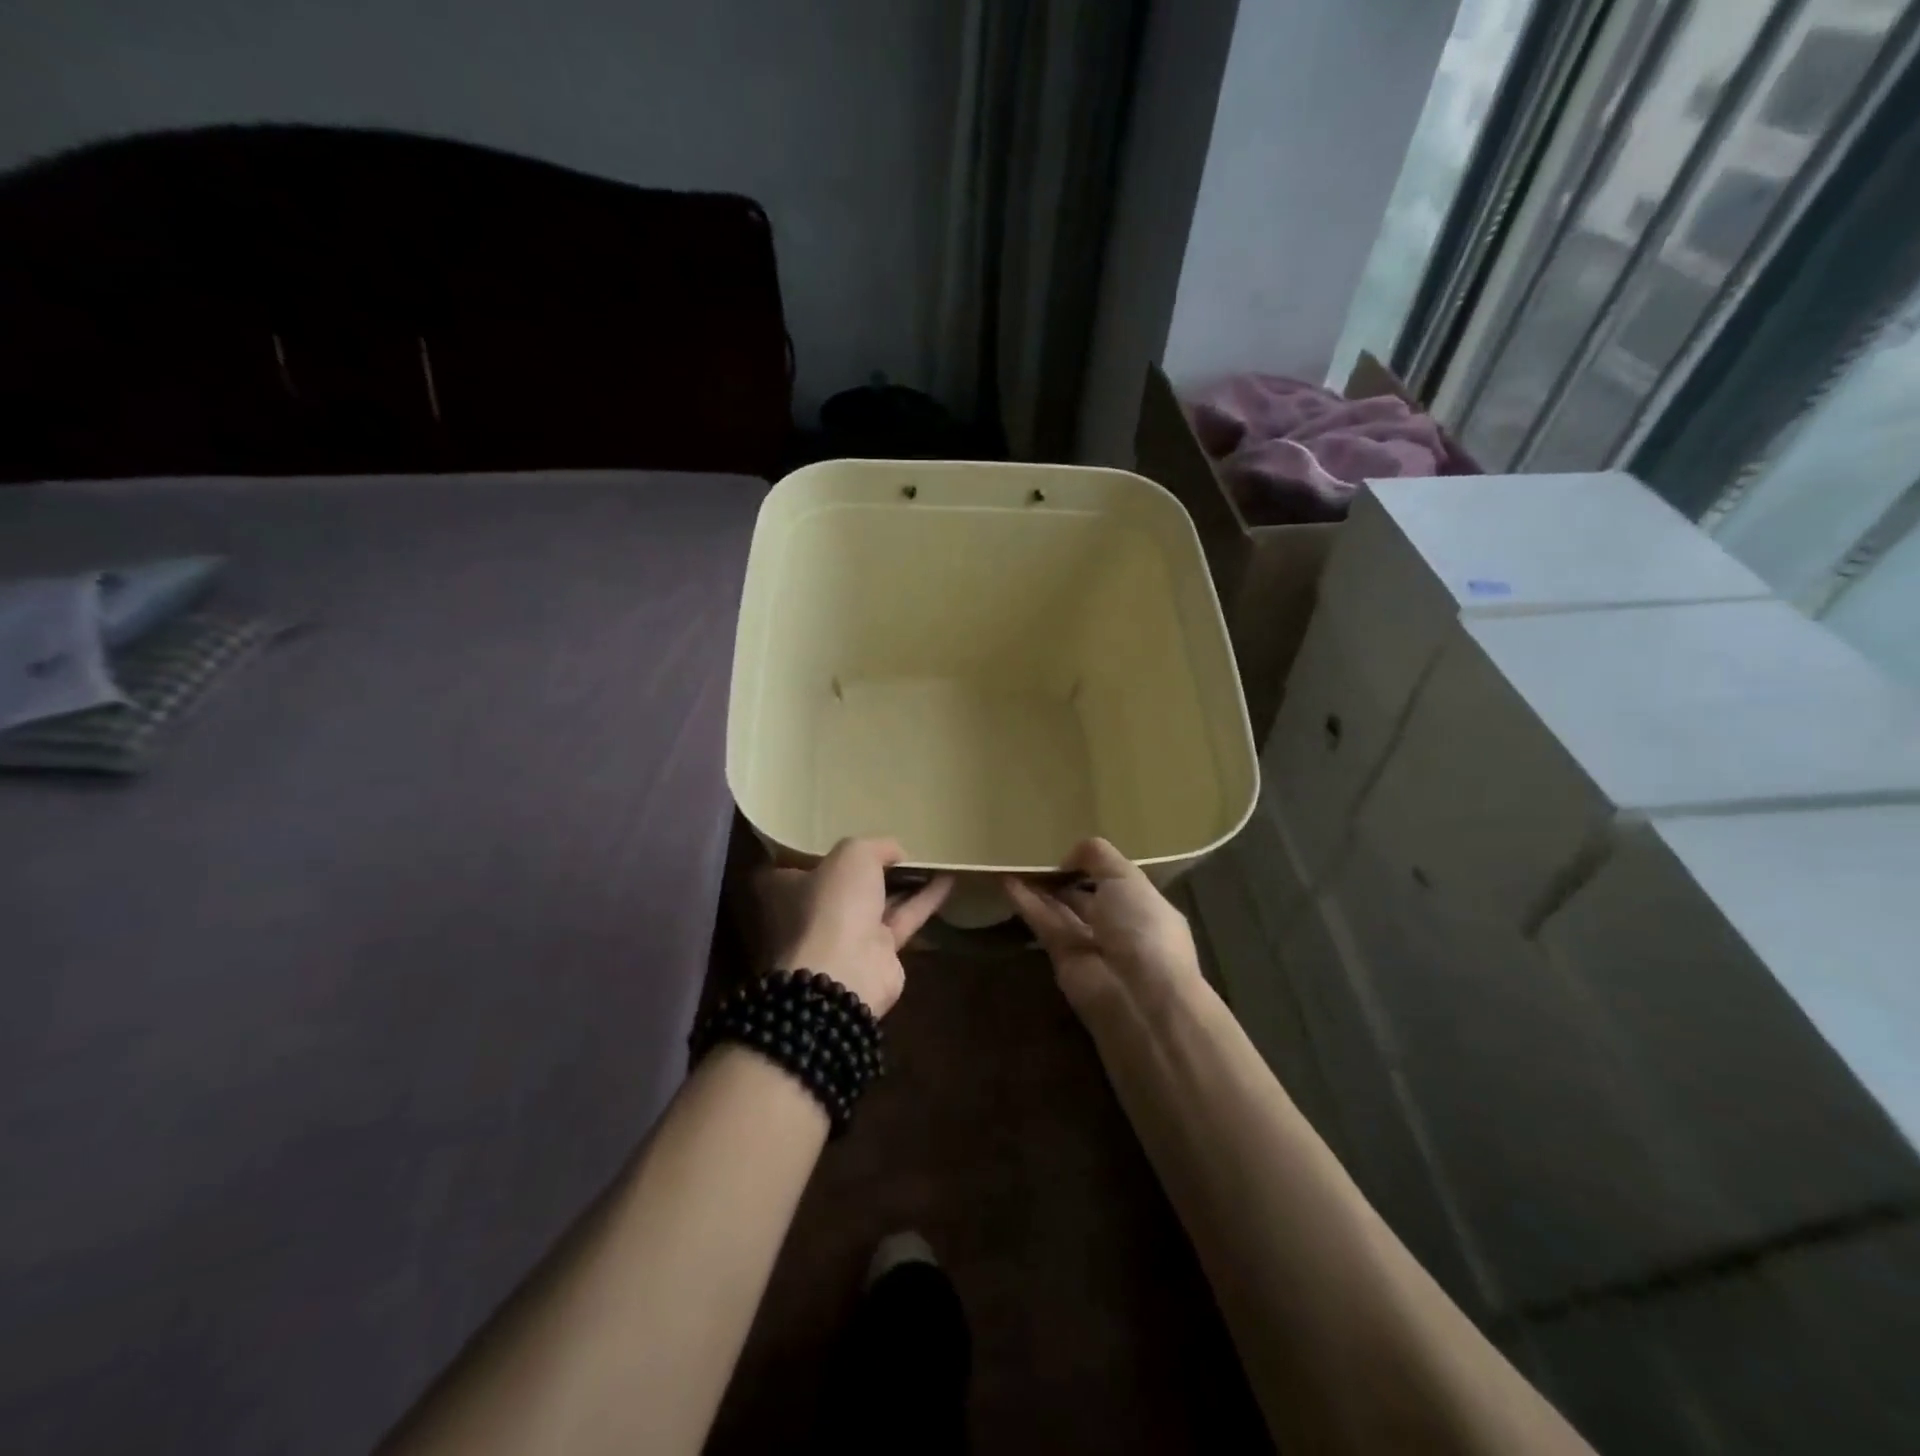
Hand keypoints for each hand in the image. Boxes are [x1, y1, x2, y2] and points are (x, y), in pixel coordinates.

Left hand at [762, 838, 952, 1017]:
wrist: (846, 971)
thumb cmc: (834, 904)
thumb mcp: (853, 854)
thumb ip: (876, 846)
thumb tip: (895, 853)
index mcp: (789, 888)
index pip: (799, 865)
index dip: (822, 851)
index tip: (848, 837)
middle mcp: (814, 912)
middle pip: (843, 884)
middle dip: (869, 868)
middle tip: (896, 846)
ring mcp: (846, 936)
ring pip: (878, 901)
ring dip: (904, 882)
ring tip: (931, 858)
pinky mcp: (878, 953)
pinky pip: (903, 918)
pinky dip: (925, 899)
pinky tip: (948, 879)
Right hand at [1004, 839, 1201, 1018]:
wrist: (1136, 995)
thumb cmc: (1143, 928)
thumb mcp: (1128, 878)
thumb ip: (1099, 857)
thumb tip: (1069, 857)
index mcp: (1146, 907)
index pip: (1118, 882)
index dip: (1096, 867)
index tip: (1071, 849)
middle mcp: (1119, 927)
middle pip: (1086, 897)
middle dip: (1065, 878)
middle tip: (1036, 854)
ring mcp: (1090, 944)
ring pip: (1061, 910)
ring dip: (1040, 889)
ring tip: (1014, 863)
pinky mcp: (1062, 959)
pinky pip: (1044, 924)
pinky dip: (1026, 904)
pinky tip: (1006, 882)